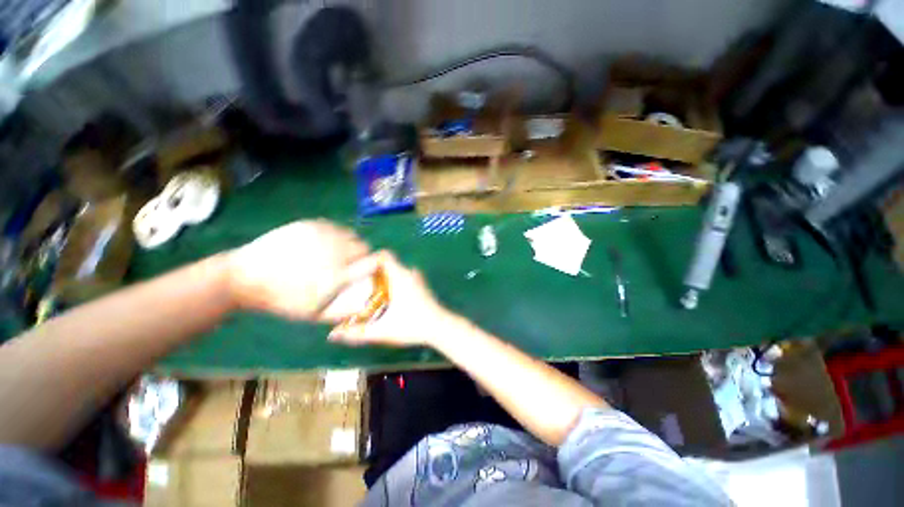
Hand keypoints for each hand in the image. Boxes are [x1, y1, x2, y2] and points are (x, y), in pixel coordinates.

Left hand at [227, 220, 370, 319]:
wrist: (245, 277)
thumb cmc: (283, 299)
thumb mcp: (314, 314)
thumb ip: (343, 312)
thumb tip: (366, 305)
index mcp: (337, 275)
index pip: (372, 262)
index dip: (375, 264)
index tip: (370, 269)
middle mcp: (334, 251)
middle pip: (363, 246)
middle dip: (360, 255)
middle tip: (348, 263)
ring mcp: (321, 235)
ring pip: (350, 234)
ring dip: (349, 243)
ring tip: (337, 252)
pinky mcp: (310, 224)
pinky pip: (335, 226)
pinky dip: (335, 234)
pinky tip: (324, 243)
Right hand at [326, 251, 457, 347]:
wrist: (441, 328)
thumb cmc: (414, 326)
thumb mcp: (383, 330)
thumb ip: (357, 333)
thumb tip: (333, 336)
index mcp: (401, 276)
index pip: (384, 255)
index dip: (368, 258)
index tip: (355, 269)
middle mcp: (409, 273)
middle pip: (386, 263)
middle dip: (370, 270)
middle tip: (356, 282)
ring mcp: (417, 278)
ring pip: (394, 270)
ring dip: (381, 277)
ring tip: (367, 290)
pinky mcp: (420, 285)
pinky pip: (401, 276)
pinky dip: (390, 282)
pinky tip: (384, 297)